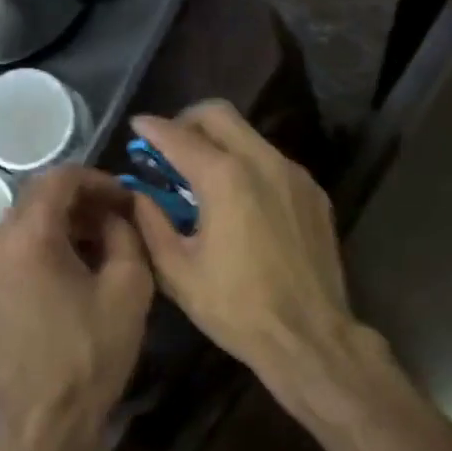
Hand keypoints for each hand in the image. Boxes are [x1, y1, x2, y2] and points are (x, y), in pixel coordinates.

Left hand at [0, 167, 154, 450]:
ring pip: (26, 222)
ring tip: (101, 246)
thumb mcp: (129, 286)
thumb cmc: (92, 351)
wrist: (46, 416)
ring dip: (64, 224)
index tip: (127, 199)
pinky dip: (45, 245)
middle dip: (82, 202)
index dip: (99, 180)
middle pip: (39, 197)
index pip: (61, 178)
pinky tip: (73, 269)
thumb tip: (115, 214)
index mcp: (28, 234)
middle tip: (119, 221)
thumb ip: (126, 233)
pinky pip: (15, 248)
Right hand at [130, 102, 354, 376]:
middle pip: (220, 115)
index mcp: (225, 178)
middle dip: (188, 121)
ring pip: (250, 136)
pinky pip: (272, 161)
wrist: (308, 335)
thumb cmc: (235, 307)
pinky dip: (247, 165)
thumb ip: (151, 222)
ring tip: (201, 176)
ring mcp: (294, 175)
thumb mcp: (177, 270)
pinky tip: (238, 200)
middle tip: (169, 146)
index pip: (179, 136)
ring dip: (219, 143)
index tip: (137, 126)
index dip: (152, 128)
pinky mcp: (314, 194)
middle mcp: (263, 162)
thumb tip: (138, 194)